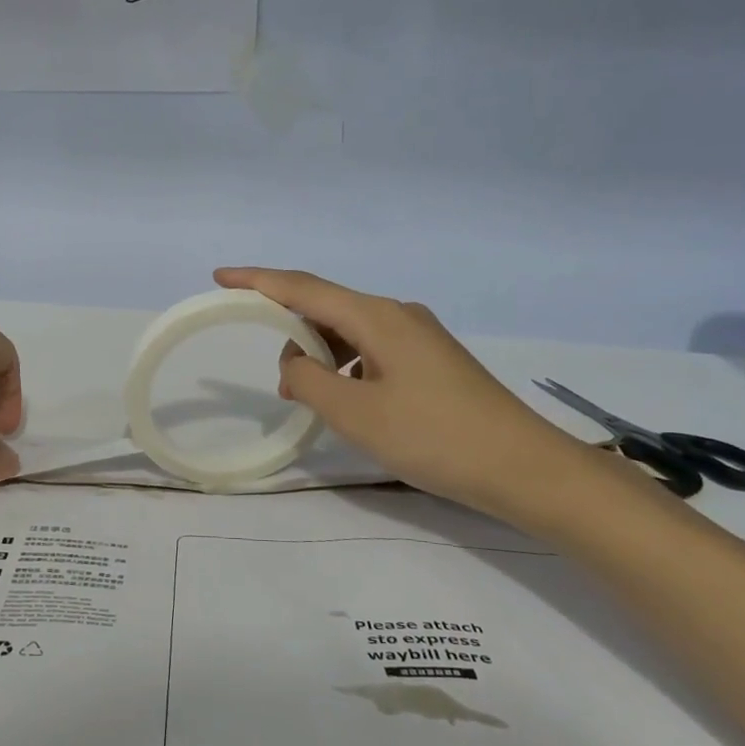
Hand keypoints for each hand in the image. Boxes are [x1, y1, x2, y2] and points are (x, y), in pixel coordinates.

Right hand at [214, 267, 601, 523]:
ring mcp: (419, 336)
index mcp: (377, 317)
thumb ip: (309, 381)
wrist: (524, 468)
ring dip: (319, 355)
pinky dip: (346, 367)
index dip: (258, 280)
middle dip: (290, 332)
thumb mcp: (355, 413)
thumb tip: (294, 364)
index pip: (303, 287)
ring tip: (306, 396)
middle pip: (327, 306)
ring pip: (350, 331)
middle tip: (274, 377)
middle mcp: (397, 314)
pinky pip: (371, 350)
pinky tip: (346, 399)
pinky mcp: (431, 360)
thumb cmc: (434, 437)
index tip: (220, 277)